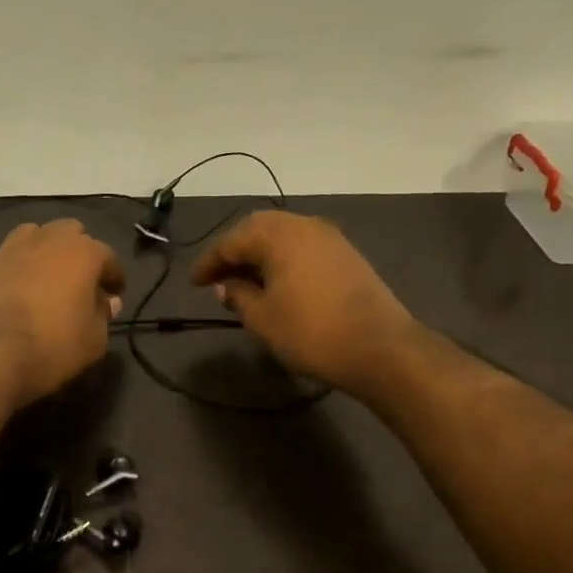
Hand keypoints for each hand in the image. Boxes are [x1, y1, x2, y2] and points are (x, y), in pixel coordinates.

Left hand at [0, 220, 124, 406]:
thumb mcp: (94, 340)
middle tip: (79, 281)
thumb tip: (106, 302)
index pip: (108, 257)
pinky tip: (11, 290)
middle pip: (69, 232)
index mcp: (81, 252)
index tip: (114, 295)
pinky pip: (3, 258)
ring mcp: (8, 249)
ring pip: (32, 235)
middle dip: (78, 252)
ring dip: (43, 251)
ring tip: (43, 277)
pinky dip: (12, 269)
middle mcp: (46, 240)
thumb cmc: (52, 346)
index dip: (114, 277)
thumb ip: (104, 315)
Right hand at [192, 210, 416, 394]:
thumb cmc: (310, 331)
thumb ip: (238, 295)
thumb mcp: (262, 318)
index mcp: (279, 235)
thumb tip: (224, 285)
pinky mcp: (347, 255)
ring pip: (283, 235)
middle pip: (258, 228)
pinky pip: (303, 246)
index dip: (209, 262)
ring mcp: (330, 238)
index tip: (193, 282)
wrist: (379, 347)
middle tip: (218, 276)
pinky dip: (283, 258)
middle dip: (234, 250)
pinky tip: (277, 282)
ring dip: (260, 253)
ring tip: (245, 280)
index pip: (232, 241)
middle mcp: (305, 225)